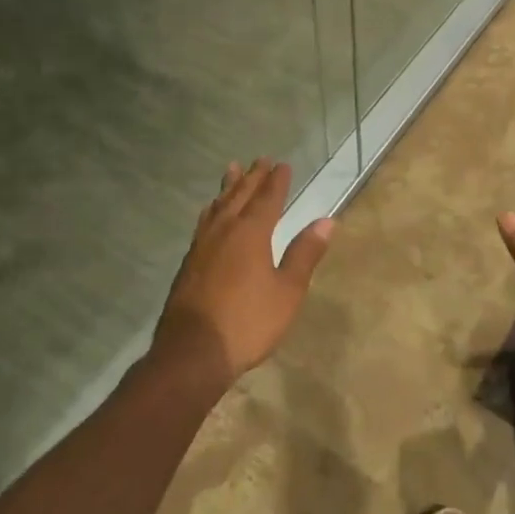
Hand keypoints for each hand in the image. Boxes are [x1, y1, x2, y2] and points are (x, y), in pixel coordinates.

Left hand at [152, 159, 333, 386]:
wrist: (191, 354)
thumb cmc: (248, 322)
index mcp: (251, 233)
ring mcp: (201, 247)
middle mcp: (224, 231)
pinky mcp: (188, 264)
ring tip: (231, 171)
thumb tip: (326, 220)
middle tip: (260, 159)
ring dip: (227, 187)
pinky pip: (203, 223)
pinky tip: (209, 214)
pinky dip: (211, 210)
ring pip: (217, 206)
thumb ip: (305, 254)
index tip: (283, 164)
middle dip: (252, 177)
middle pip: (239, 196)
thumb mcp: (287, 291)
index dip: (277, 181)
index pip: (268, 199)